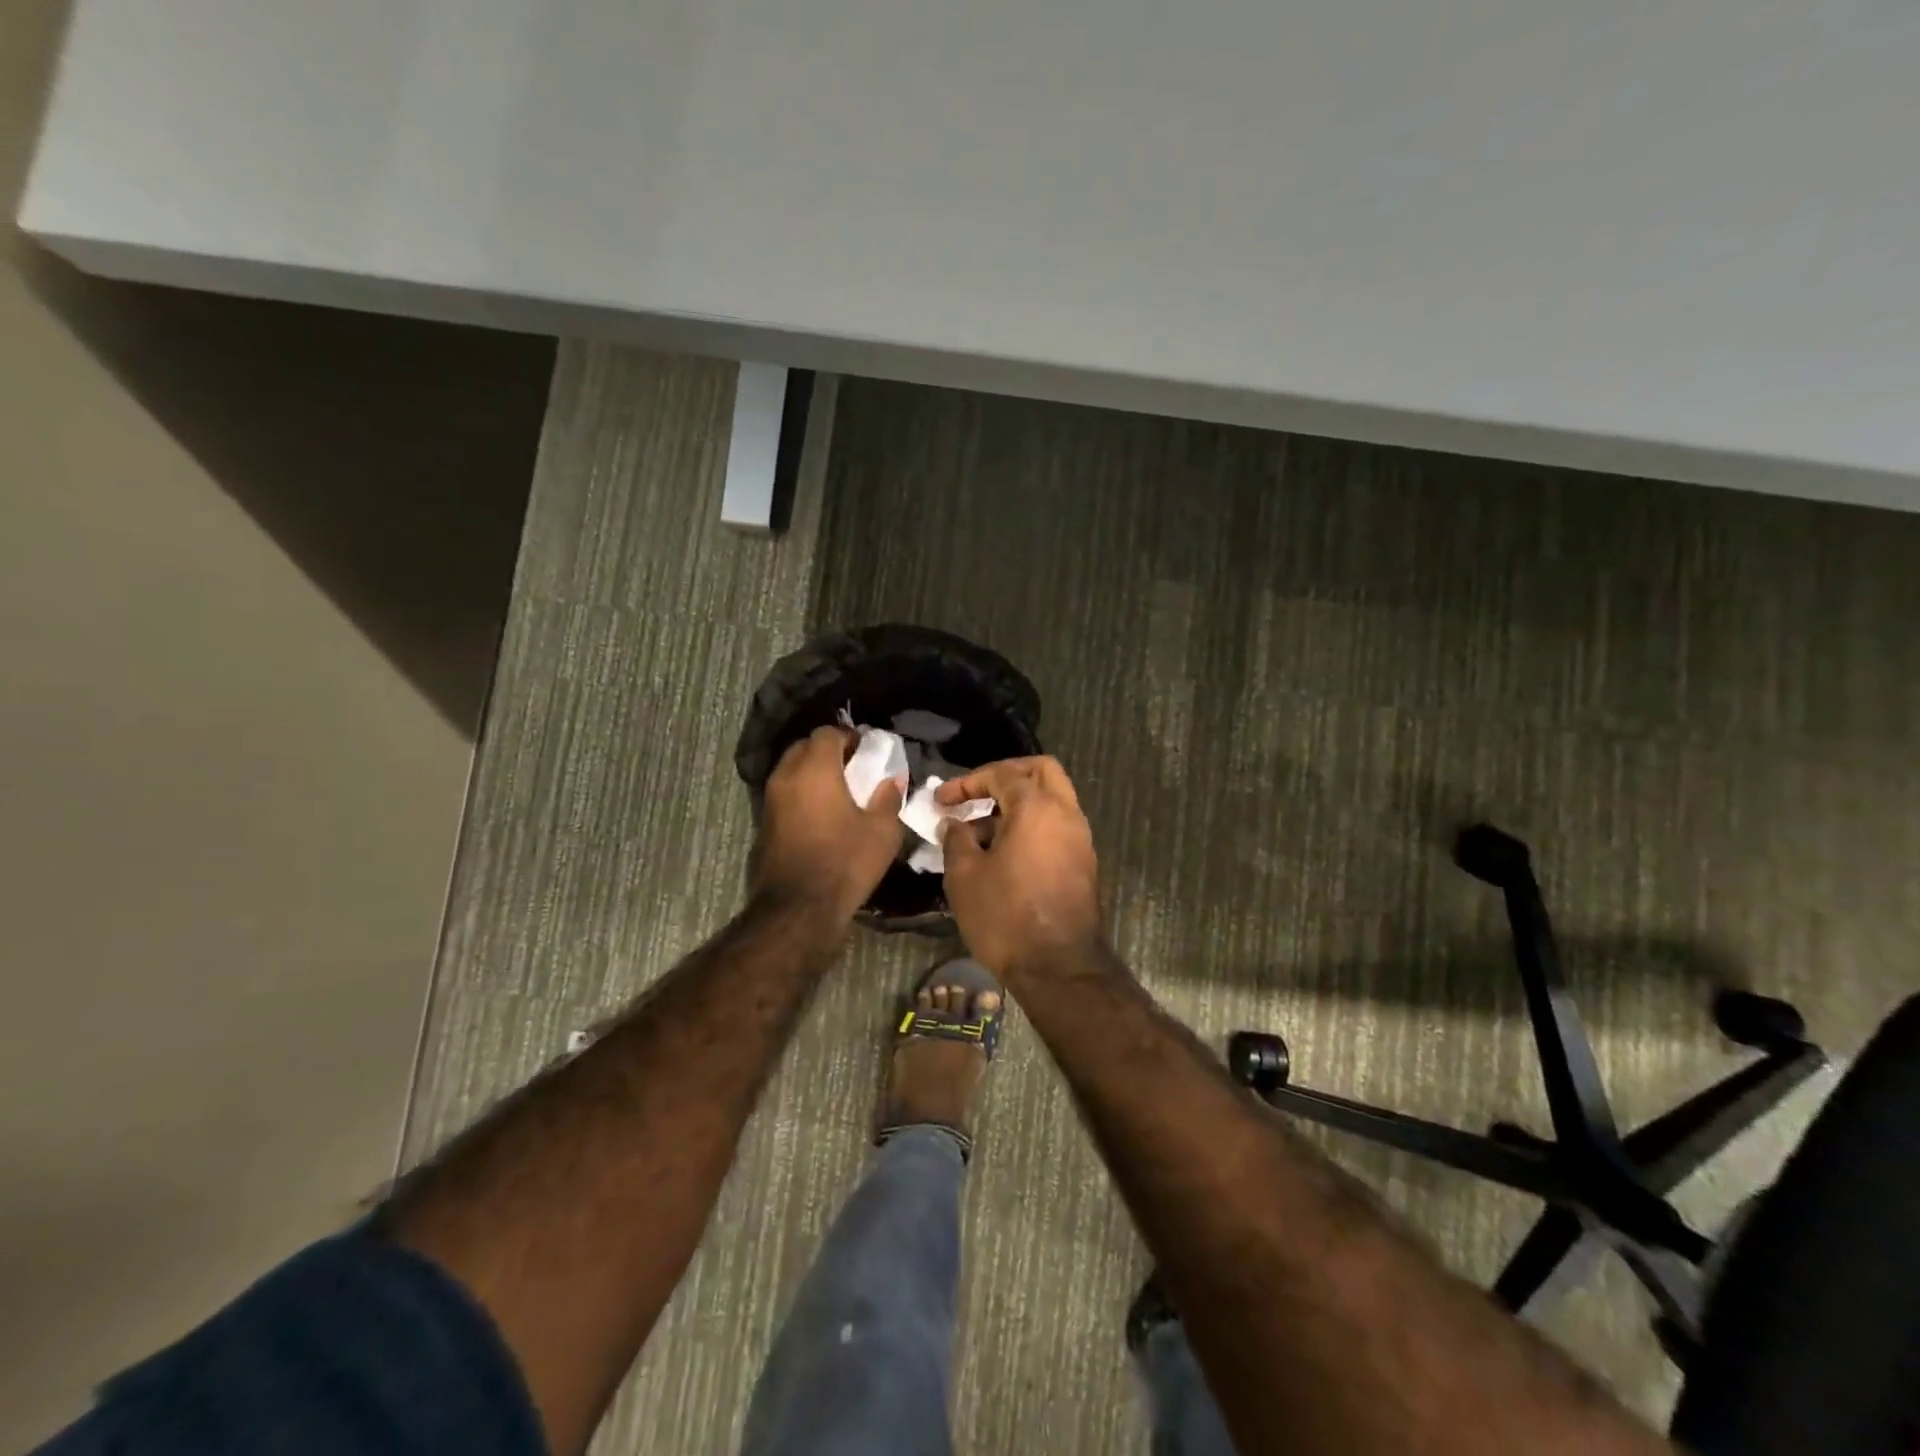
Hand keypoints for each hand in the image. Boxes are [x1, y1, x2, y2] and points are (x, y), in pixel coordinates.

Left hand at [751, 726, 904, 921]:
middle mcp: (786, 776)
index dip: (848, 737)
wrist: (797, 908)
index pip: (827, 733)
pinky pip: (784, 794)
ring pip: (791, 771)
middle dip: (827, 751)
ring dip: (812, 773)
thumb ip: (888, 798)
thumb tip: (892, 780)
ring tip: (837, 791)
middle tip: (852, 767)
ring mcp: (769, 800)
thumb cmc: (845, 862)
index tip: (866, 750)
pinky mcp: (763, 823)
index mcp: (815, 769)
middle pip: (804, 747)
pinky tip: (820, 814)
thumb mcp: (881, 831)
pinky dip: (801, 794)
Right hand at [936, 756, 1103, 977]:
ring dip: (1017, 804)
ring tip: (979, 832)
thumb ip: (956, 839)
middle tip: (976, 795)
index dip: (967, 782)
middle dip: (1005, 776)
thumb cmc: (1006, 916)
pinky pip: (1056, 827)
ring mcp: (1080, 839)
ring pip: (1051, 800)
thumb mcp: (965, 875)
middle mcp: (1066, 814)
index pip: (1002, 773)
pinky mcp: (1083, 864)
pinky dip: (1031, 826)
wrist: (1058, 968)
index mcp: (1037, 807)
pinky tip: (1002, 853)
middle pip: (1041, 771)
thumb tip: (955, 824)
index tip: (941, 800)